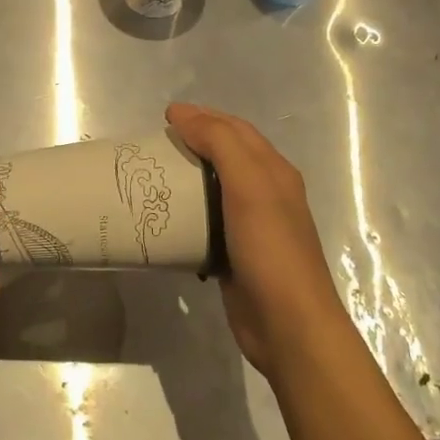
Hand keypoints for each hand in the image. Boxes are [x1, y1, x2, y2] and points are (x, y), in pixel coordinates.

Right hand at [166, 103, 349, 377]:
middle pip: (226, 156)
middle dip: (193, 143)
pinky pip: (206, 225)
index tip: (165, 116)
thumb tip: (183, 114)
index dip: (204, 116)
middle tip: (154, 145)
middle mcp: (266, 194)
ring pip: (214, 191)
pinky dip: (186, 215)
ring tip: (152, 178)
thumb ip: (220, 143)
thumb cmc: (270, 249)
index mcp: (274, 172)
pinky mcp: (234, 256)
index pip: (237, 130)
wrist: (288, 325)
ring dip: (186, 179)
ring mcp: (251, 227)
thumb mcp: (249, 185)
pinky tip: (164, 220)